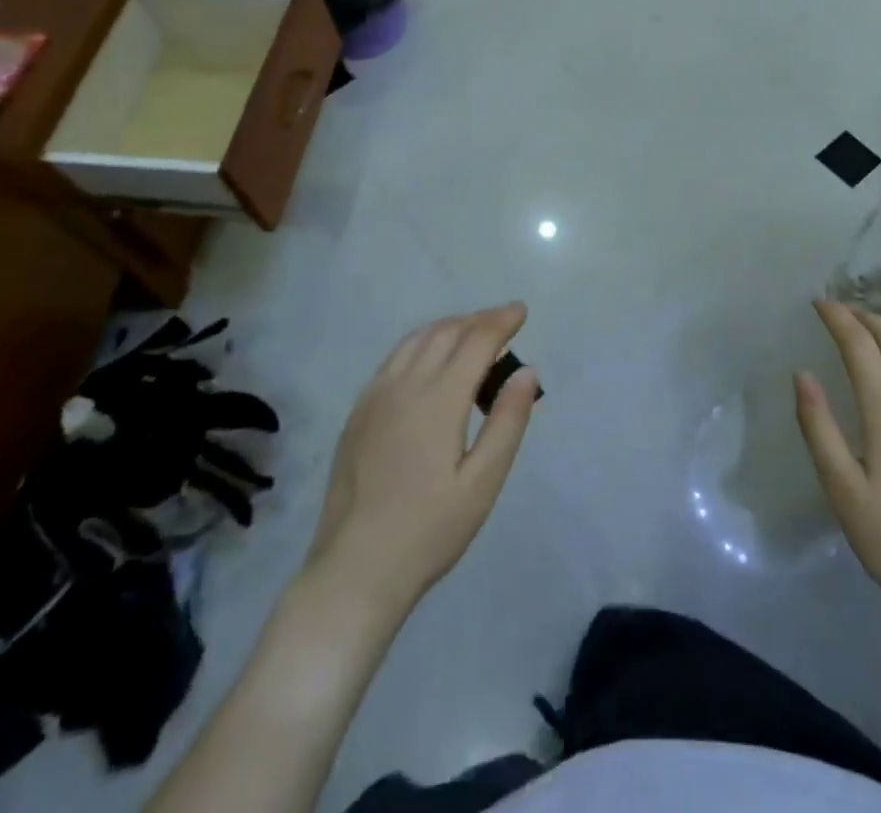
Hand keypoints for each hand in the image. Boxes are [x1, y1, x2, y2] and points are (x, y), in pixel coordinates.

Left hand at [304, 303, 540, 613]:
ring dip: (449, 327)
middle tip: (504, 323)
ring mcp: (375, 396)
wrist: (354, 569)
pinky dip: (421, 344)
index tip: (522, 311)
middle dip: (478, 320)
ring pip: (416, 340)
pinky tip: (431, 362)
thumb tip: (527, 370)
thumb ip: (507, 421)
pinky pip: (394, 358)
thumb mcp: (482, 483)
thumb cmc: (429, 531)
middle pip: (445, 332)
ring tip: (473, 335)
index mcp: (438, 400)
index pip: (476, 340)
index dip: (501, 321)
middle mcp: (404, 385)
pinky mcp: (358, 412)